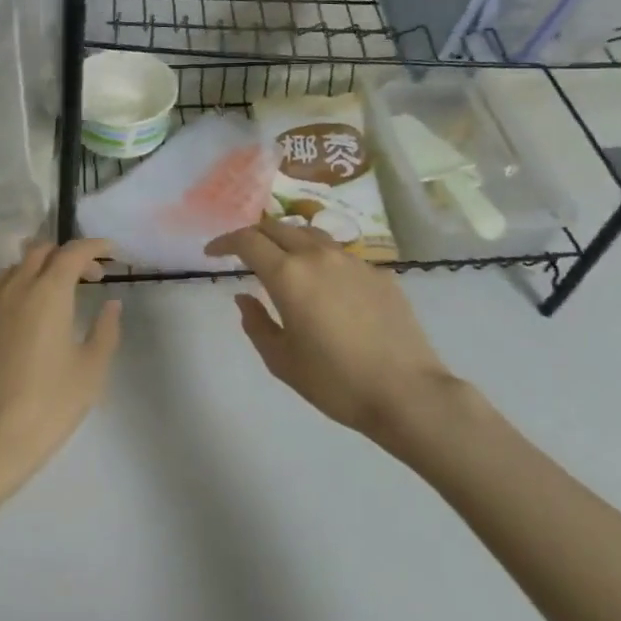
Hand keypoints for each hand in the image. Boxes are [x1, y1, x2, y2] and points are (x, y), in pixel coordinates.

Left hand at [0, 239, 122, 498]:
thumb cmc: (49, 404)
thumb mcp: (91, 370)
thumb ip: (105, 330)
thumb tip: (110, 304)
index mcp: (48, 293)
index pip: (72, 252)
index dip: (94, 246)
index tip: (112, 252)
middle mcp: (16, 288)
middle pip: (41, 250)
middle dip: (68, 255)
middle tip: (90, 277)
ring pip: (16, 267)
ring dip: (41, 268)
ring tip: (60, 293)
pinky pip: (0, 289)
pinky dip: (21, 287)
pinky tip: (32, 317)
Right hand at [207, 220, 454, 441]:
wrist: (407, 393)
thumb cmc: (336, 382)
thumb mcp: (282, 361)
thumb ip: (256, 323)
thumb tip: (244, 298)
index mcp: (288, 275)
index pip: (248, 240)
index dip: (225, 241)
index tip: (213, 252)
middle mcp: (318, 256)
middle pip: (278, 227)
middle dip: (255, 235)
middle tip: (243, 253)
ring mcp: (352, 261)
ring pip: (310, 235)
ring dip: (287, 241)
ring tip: (282, 261)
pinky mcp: (378, 273)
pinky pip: (339, 255)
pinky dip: (320, 259)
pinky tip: (324, 285)